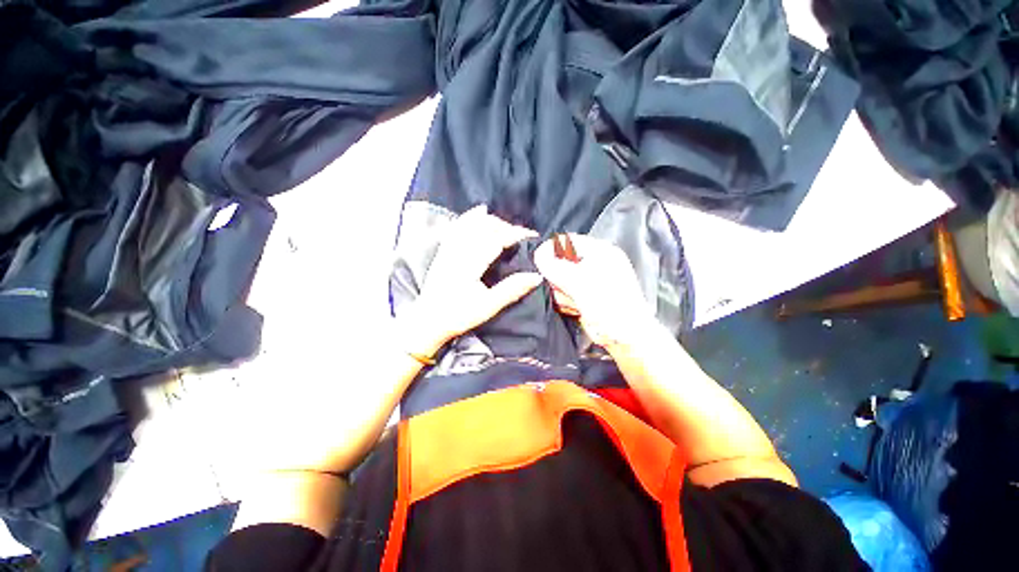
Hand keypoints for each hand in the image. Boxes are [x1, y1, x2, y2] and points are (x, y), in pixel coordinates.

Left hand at [399, 205, 541, 357]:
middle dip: (506, 226)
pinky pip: (458, 225)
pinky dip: (471, 216)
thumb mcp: (488, 307)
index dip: (516, 234)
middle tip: (522, 235)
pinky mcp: (444, 249)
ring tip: (507, 227)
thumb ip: (512, 290)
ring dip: (492, 221)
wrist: (428, 320)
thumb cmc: (458, 316)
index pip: (496, 239)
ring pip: (471, 223)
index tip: (532, 236)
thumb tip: (536, 276)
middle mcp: (458, 251)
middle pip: (484, 227)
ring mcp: (449, 248)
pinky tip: (479, 211)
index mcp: (469, 265)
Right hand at [534, 233, 655, 345]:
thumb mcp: (579, 282)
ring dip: (561, 292)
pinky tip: (575, 308)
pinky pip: (565, 292)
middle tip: (563, 289)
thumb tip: (537, 254)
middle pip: (561, 261)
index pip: (567, 241)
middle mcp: (595, 262)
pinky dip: (565, 301)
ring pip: (561, 279)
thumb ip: (555, 266)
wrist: (626, 337)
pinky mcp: (585, 295)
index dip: (550, 250)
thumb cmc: (608, 305)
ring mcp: (590, 280)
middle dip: (558, 277)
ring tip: (573, 302)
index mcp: (600, 251)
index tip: (539, 264)